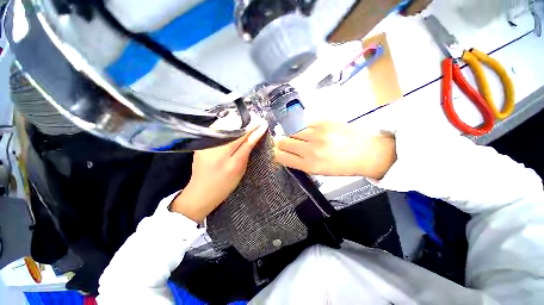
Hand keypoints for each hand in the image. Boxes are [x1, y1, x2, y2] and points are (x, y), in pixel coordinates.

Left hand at [171, 119, 267, 221]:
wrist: (201, 192)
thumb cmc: (225, 185)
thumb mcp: (240, 171)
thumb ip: (246, 153)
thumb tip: (253, 137)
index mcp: (232, 163)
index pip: (246, 142)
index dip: (255, 131)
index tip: (262, 124)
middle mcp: (218, 153)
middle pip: (235, 133)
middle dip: (247, 124)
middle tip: (256, 118)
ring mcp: (207, 148)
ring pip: (223, 129)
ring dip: (236, 121)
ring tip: (245, 118)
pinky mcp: (200, 146)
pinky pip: (214, 131)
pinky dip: (224, 124)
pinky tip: (231, 121)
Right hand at [274, 121, 395, 179]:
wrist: (366, 153)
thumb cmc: (341, 165)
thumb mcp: (319, 171)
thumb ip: (300, 162)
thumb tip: (285, 153)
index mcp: (309, 165)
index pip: (282, 156)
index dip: (277, 153)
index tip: (278, 151)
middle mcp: (311, 150)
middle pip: (283, 142)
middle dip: (280, 142)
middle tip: (284, 141)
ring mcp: (318, 134)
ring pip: (292, 131)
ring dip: (291, 133)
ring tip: (297, 136)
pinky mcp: (324, 122)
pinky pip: (304, 123)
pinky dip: (302, 126)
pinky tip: (308, 130)